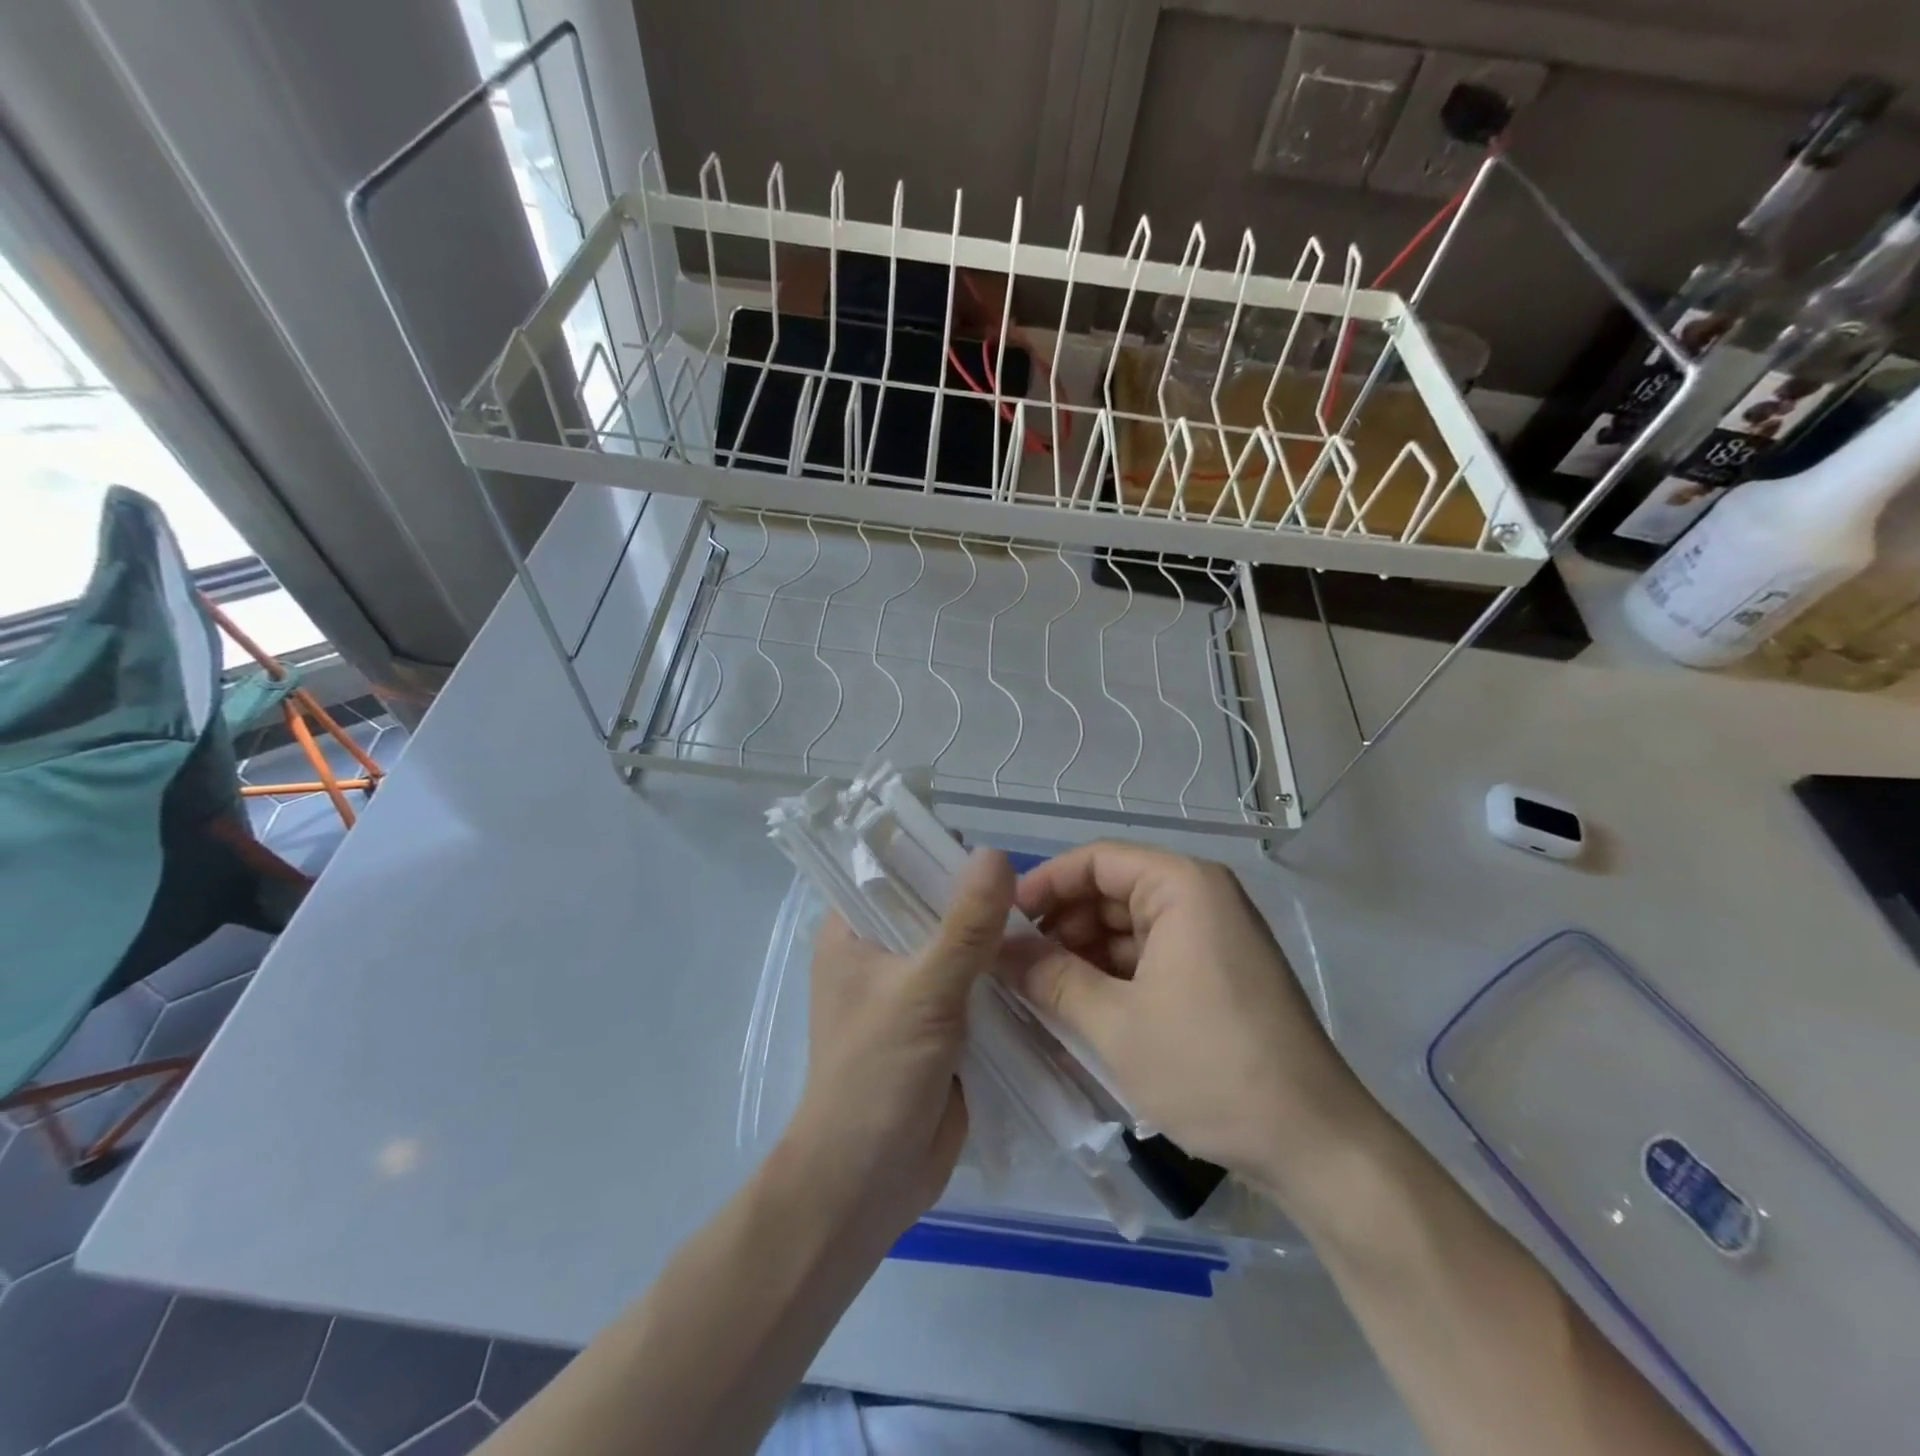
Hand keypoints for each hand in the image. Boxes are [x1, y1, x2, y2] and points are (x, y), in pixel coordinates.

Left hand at [784, 849, 1013, 1240]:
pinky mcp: (941, 1026)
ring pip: (960, 947)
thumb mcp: (923, 991)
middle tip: (1037, 886)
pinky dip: (1005, 979)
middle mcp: (879, 953)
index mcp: (852, 932)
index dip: (937, 852)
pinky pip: (977, 987)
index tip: (993, 848)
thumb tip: (998, 854)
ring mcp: (912, 991)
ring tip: (1052, 918)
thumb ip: (965, 925)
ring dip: (998, 940)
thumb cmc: (876, 1076)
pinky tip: (1046, 964)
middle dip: (980, 899)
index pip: (892, 869)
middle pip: (933, 907)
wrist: (867, 1184)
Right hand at [1010, 841, 1384, 1206]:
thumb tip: (998, 950)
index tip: (1002, 921)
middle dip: (1060, 925)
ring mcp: (1212, 937)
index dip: (1044, 884)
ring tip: (1037, 992)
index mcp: (1183, 887)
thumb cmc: (1211, 1068)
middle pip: (1111, 891)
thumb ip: (1050, 978)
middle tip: (1013, 964)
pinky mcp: (1216, 973)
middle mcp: (1201, 898)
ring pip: (1127, 928)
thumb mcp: (1116, 1024)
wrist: (1316, 1146)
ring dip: (1082, 955)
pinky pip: (1150, 957)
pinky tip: (1078, 1009)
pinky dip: (1112, 977)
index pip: (1096, 860)